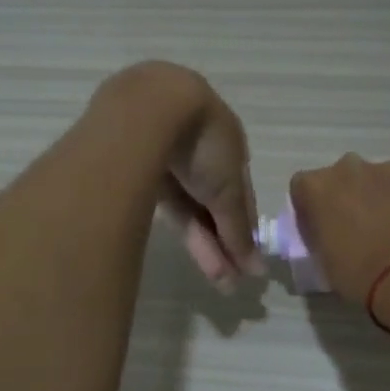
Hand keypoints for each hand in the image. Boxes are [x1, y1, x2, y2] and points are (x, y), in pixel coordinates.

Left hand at [95, 62, 261, 288]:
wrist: (149, 108)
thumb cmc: (203, 144)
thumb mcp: (227, 190)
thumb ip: (239, 228)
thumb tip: (256, 270)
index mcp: (227, 142)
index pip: (239, 196)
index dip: (243, 230)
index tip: (246, 267)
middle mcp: (198, 147)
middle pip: (212, 203)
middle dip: (222, 242)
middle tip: (228, 282)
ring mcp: (165, 153)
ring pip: (187, 205)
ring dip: (203, 241)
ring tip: (216, 277)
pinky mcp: (133, 161)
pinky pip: (164, 200)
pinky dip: (179, 222)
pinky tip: (190, 245)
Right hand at [288, 155, 389, 302]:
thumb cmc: (358, 272)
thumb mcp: (322, 260)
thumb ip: (319, 235)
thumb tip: (327, 232)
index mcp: (316, 187)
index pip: (301, 188)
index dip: (309, 209)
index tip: (318, 230)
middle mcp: (346, 168)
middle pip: (337, 178)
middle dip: (341, 197)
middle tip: (352, 228)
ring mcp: (383, 170)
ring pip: (369, 180)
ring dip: (370, 197)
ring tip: (383, 229)